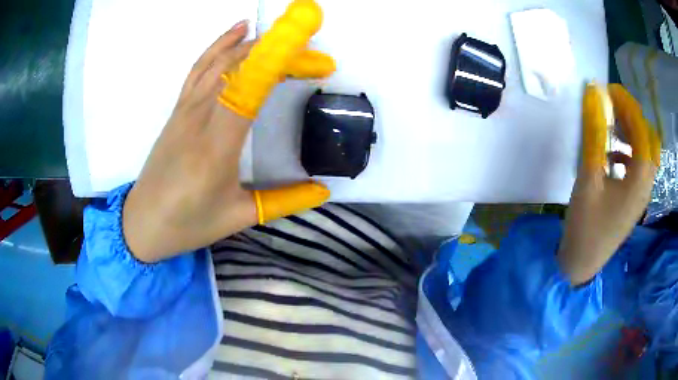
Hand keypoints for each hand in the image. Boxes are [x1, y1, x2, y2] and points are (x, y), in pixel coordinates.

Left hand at [123, 0, 334, 262]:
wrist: (142, 223)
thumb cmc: (188, 224)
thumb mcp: (239, 216)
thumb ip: (284, 201)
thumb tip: (323, 191)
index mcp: (217, 145)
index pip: (252, 87)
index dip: (284, 63)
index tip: (318, 60)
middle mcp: (199, 117)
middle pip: (239, 66)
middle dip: (280, 53)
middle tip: (314, 57)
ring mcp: (185, 109)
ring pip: (219, 61)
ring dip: (254, 45)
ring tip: (284, 38)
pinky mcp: (177, 109)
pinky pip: (199, 68)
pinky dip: (219, 45)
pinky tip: (237, 32)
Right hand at [558, 84, 660, 284]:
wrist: (582, 263)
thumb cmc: (586, 224)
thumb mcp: (589, 177)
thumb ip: (595, 134)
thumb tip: (594, 96)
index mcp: (639, 179)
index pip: (641, 130)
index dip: (627, 105)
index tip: (609, 90)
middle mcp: (646, 185)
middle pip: (650, 141)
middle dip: (634, 118)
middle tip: (615, 108)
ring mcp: (642, 195)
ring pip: (646, 154)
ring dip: (633, 134)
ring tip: (615, 126)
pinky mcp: (634, 202)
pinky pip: (639, 168)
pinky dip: (630, 153)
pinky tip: (614, 155)